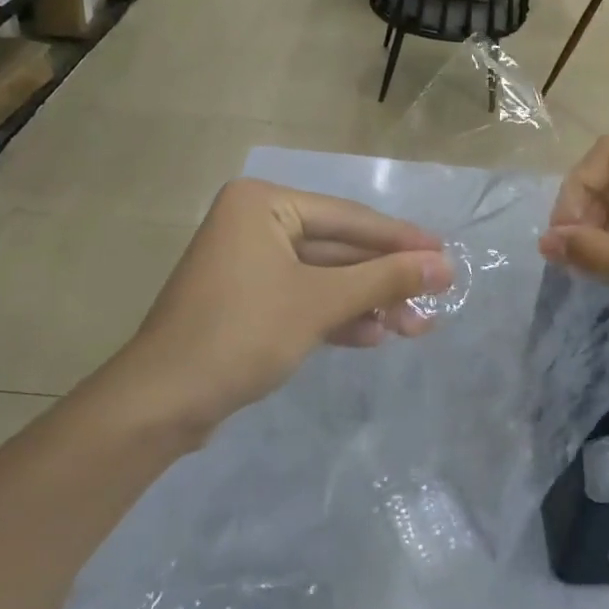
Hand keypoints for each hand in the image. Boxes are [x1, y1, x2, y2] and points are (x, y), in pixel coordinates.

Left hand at [112, 179, 452, 433]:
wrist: (162, 404)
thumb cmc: (241, 334)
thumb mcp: (320, 303)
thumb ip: (384, 279)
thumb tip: (445, 265)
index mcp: (263, 204)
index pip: (348, 218)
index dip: (401, 240)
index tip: (446, 253)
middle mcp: (256, 223)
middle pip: (339, 248)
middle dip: (385, 280)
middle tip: (437, 297)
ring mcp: (251, 264)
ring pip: (326, 277)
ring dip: (368, 302)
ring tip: (416, 326)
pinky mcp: (250, 301)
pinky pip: (305, 299)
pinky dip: (337, 316)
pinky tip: (374, 336)